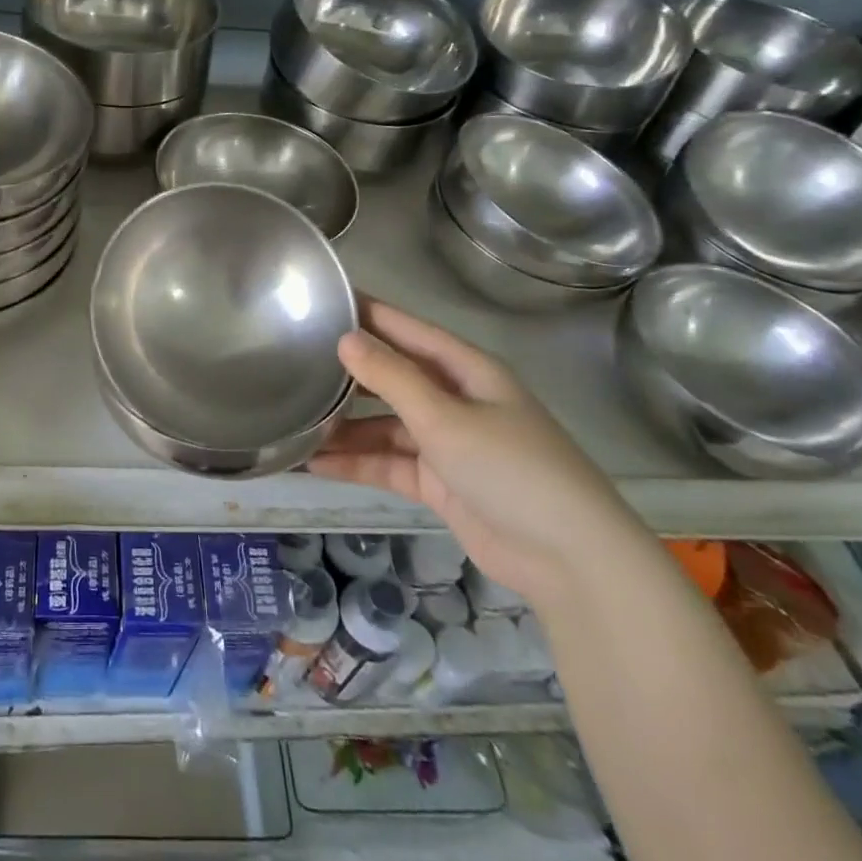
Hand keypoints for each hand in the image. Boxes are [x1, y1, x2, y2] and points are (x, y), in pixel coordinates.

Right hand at [309, 297, 645, 609]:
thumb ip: (391, 378)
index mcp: (465, 370)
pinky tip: (313, 463)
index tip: (322, 300)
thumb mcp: (445, 417)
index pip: (406, 330)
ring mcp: (447, 442)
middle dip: (346, 374)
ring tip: (293, 421)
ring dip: (344, 426)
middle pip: (391, 378)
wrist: (569, 560)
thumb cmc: (511, 469)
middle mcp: (454, 399)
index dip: (366, 314)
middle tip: (292, 362)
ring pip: (384, 425)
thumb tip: (345, 338)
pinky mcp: (439, 482)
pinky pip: (388, 463)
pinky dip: (356, 463)